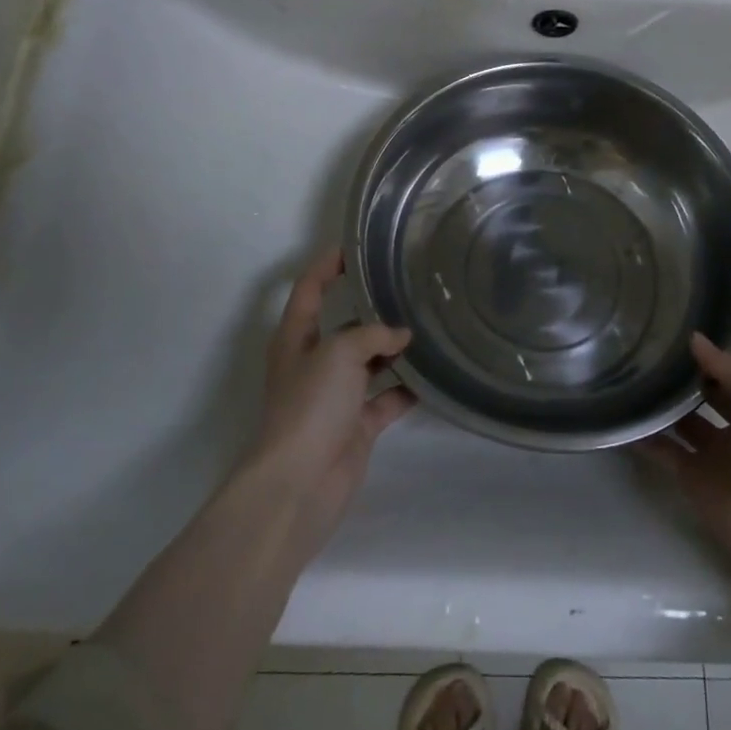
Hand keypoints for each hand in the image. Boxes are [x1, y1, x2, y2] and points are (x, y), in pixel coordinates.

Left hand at [247, 248, 415, 541]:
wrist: (300, 483)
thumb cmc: (310, 406)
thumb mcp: (338, 353)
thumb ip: (371, 335)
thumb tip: (401, 336)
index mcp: (296, 338)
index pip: (309, 289)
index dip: (328, 265)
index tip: (356, 246)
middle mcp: (314, 362)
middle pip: (344, 325)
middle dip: (372, 309)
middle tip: (409, 288)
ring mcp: (336, 396)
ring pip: (369, 362)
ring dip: (394, 349)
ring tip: (429, 327)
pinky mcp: (357, 425)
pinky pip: (387, 399)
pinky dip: (406, 389)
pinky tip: (434, 376)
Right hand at [635, 327, 730, 568]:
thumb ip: (729, 366)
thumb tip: (695, 339)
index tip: (706, 296)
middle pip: (718, 378)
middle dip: (693, 357)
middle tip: (656, 328)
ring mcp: (720, 446)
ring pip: (688, 412)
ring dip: (668, 394)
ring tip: (634, 362)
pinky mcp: (694, 472)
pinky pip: (665, 448)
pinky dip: (646, 434)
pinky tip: (622, 411)